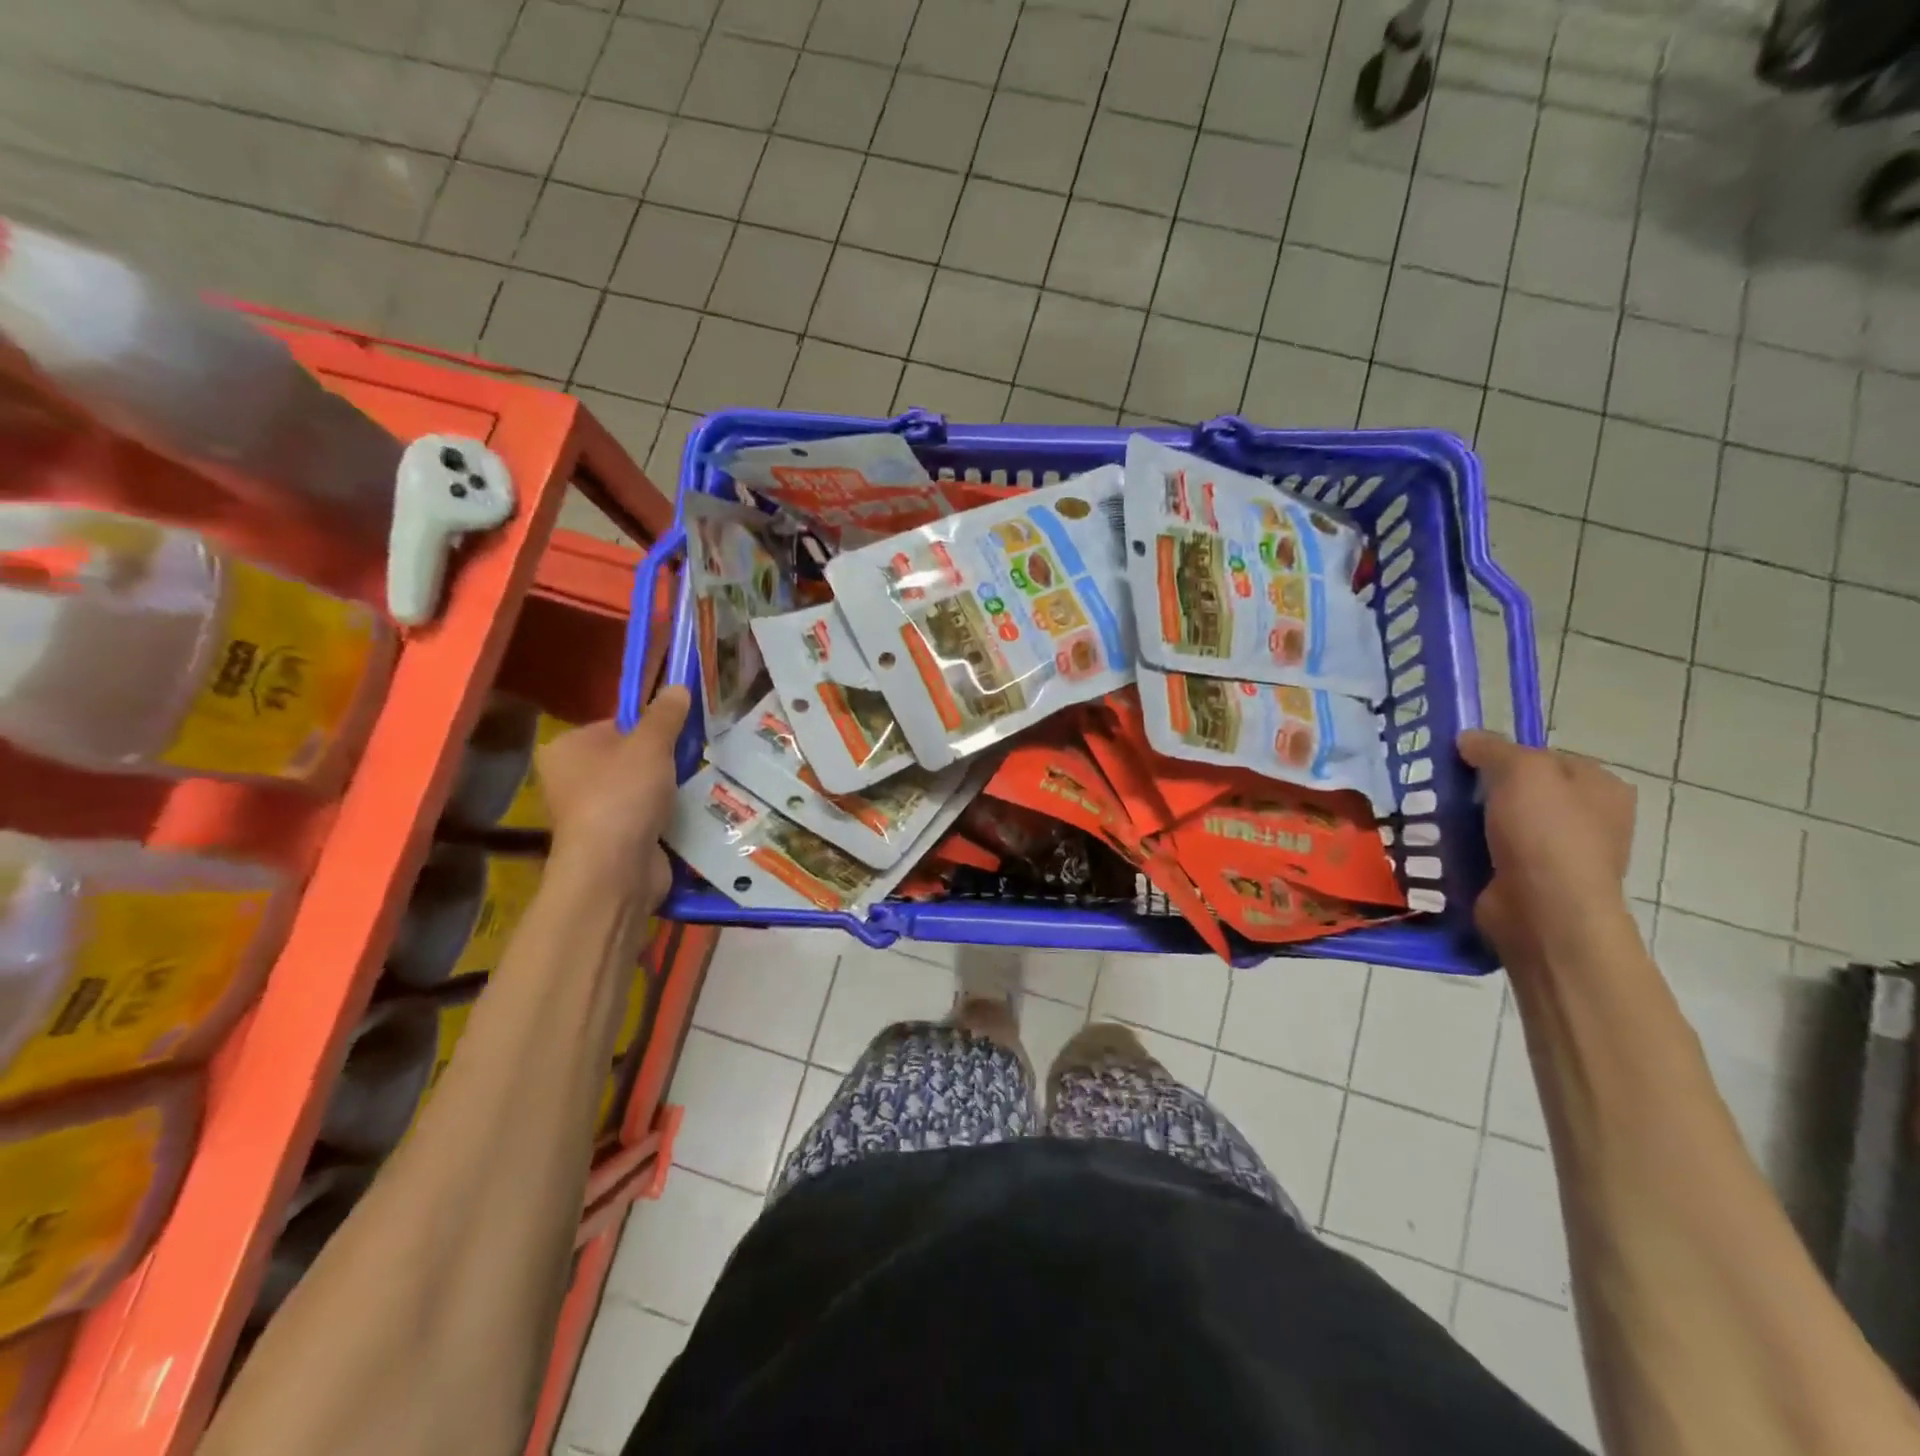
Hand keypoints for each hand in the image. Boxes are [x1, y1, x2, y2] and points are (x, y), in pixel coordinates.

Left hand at [536, 686, 689, 906]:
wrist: (615, 869)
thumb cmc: (623, 795)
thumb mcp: (651, 744)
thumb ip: (666, 715)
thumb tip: (677, 686)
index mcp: (566, 748)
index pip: (614, 725)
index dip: (649, 727)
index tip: (678, 735)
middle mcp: (570, 779)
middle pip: (628, 757)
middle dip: (661, 760)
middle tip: (691, 759)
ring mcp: (590, 813)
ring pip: (639, 789)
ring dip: (666, 789)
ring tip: (693, 786)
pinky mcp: (611, 841)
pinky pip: (644, 817)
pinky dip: (664, 816)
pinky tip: (686, 814)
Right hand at [1458, 729, 1637, 971]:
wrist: (1544, 912)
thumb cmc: (1545, 833)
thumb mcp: (1521, 771)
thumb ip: (1493, 748)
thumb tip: (1468, 739)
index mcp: (1601, 787)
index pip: (1546, 757)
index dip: (1505, 754)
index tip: (1466, 761)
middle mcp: (1589, 819)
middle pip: (1522, 790)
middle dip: (1483, 790)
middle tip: (1445, 788)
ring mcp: (1559, 854)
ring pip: (1503, 822)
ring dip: (1470, 821)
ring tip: (1433, 817)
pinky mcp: (1529, 881)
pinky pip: (1491, 853)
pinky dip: (1468, 850)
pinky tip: (1443, 846)